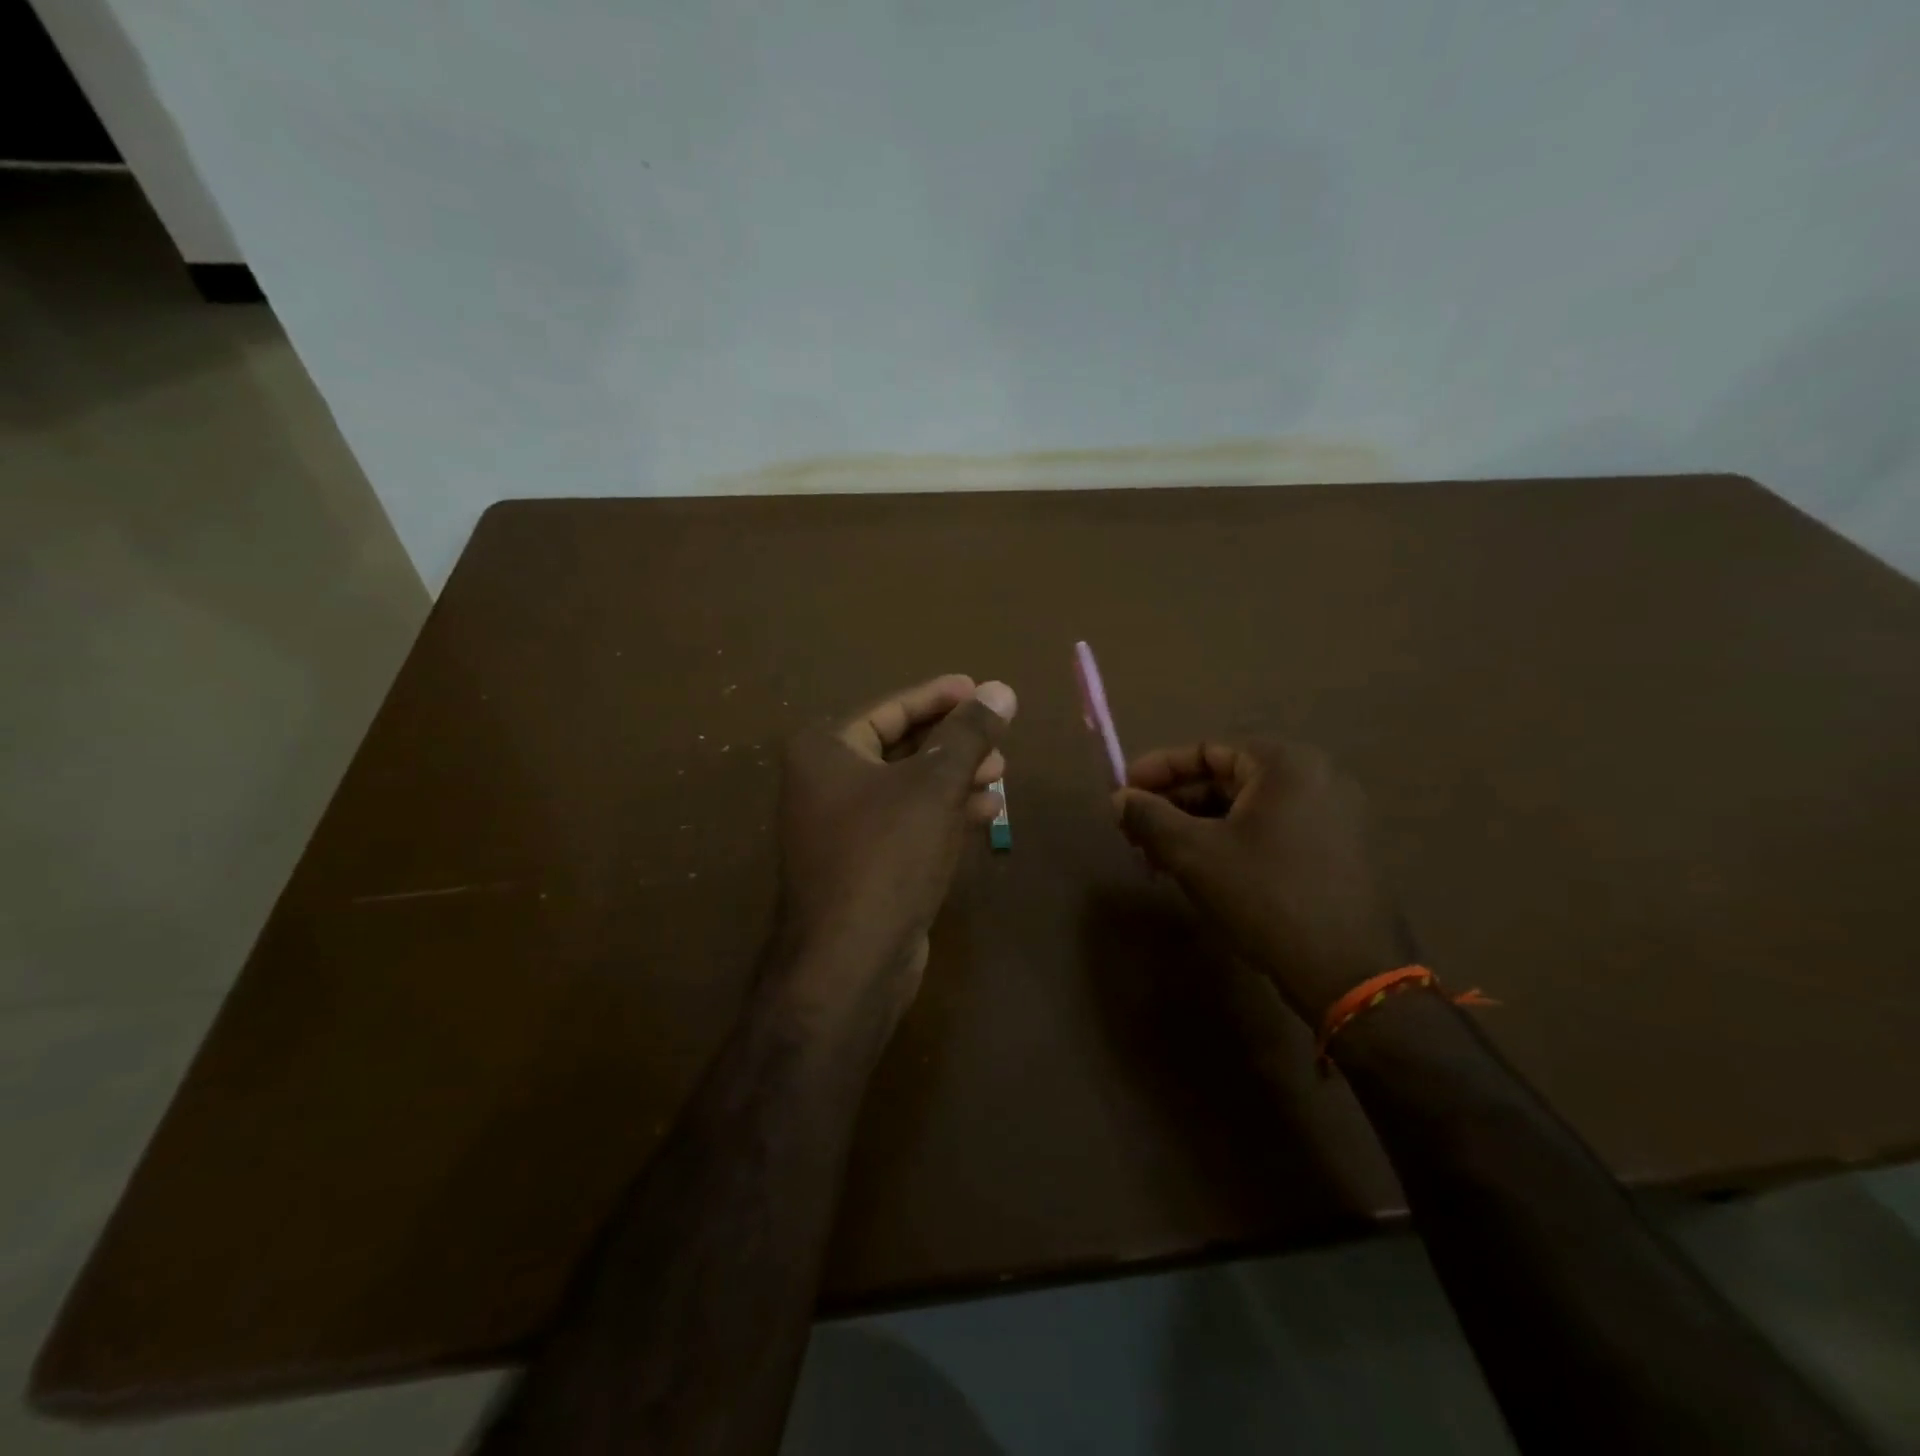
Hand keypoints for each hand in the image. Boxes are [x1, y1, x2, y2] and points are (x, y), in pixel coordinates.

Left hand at [772, 674, 1016, 1021]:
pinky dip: (944, 813)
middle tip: (999, 735)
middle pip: (901, 746)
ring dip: (955, 777)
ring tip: (1002, 771)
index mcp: (826, 751)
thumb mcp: (934, 786)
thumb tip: (1001, 689)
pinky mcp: (863, 864)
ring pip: (908, 787)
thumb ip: (968, 734)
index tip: (980, 689)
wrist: (849, 963)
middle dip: (953, 741)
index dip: (939, 697)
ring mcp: (842, 827)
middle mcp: (825, 783)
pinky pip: (908, 823)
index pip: (891, 708)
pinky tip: (986, 812)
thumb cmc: (886, 856)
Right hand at [1113, 741, 1414, 1022]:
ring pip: (1247, 809)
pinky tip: (1202, 872)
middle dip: (1175, 805)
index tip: (1122, 794)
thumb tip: (1118, 799)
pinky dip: (1231, 843)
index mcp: (1285, 764)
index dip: (1157, 771)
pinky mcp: (1339, 851)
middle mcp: (1317, 777)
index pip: (1206, 751)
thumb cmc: (1265, 896)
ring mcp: (1334, 816)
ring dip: (1198, 827)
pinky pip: (1271, 832)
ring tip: (1161, 858)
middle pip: (1227, 779)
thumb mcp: (1194, 853)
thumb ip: (1149, 817)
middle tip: (1136, 832)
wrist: (1350, 972)